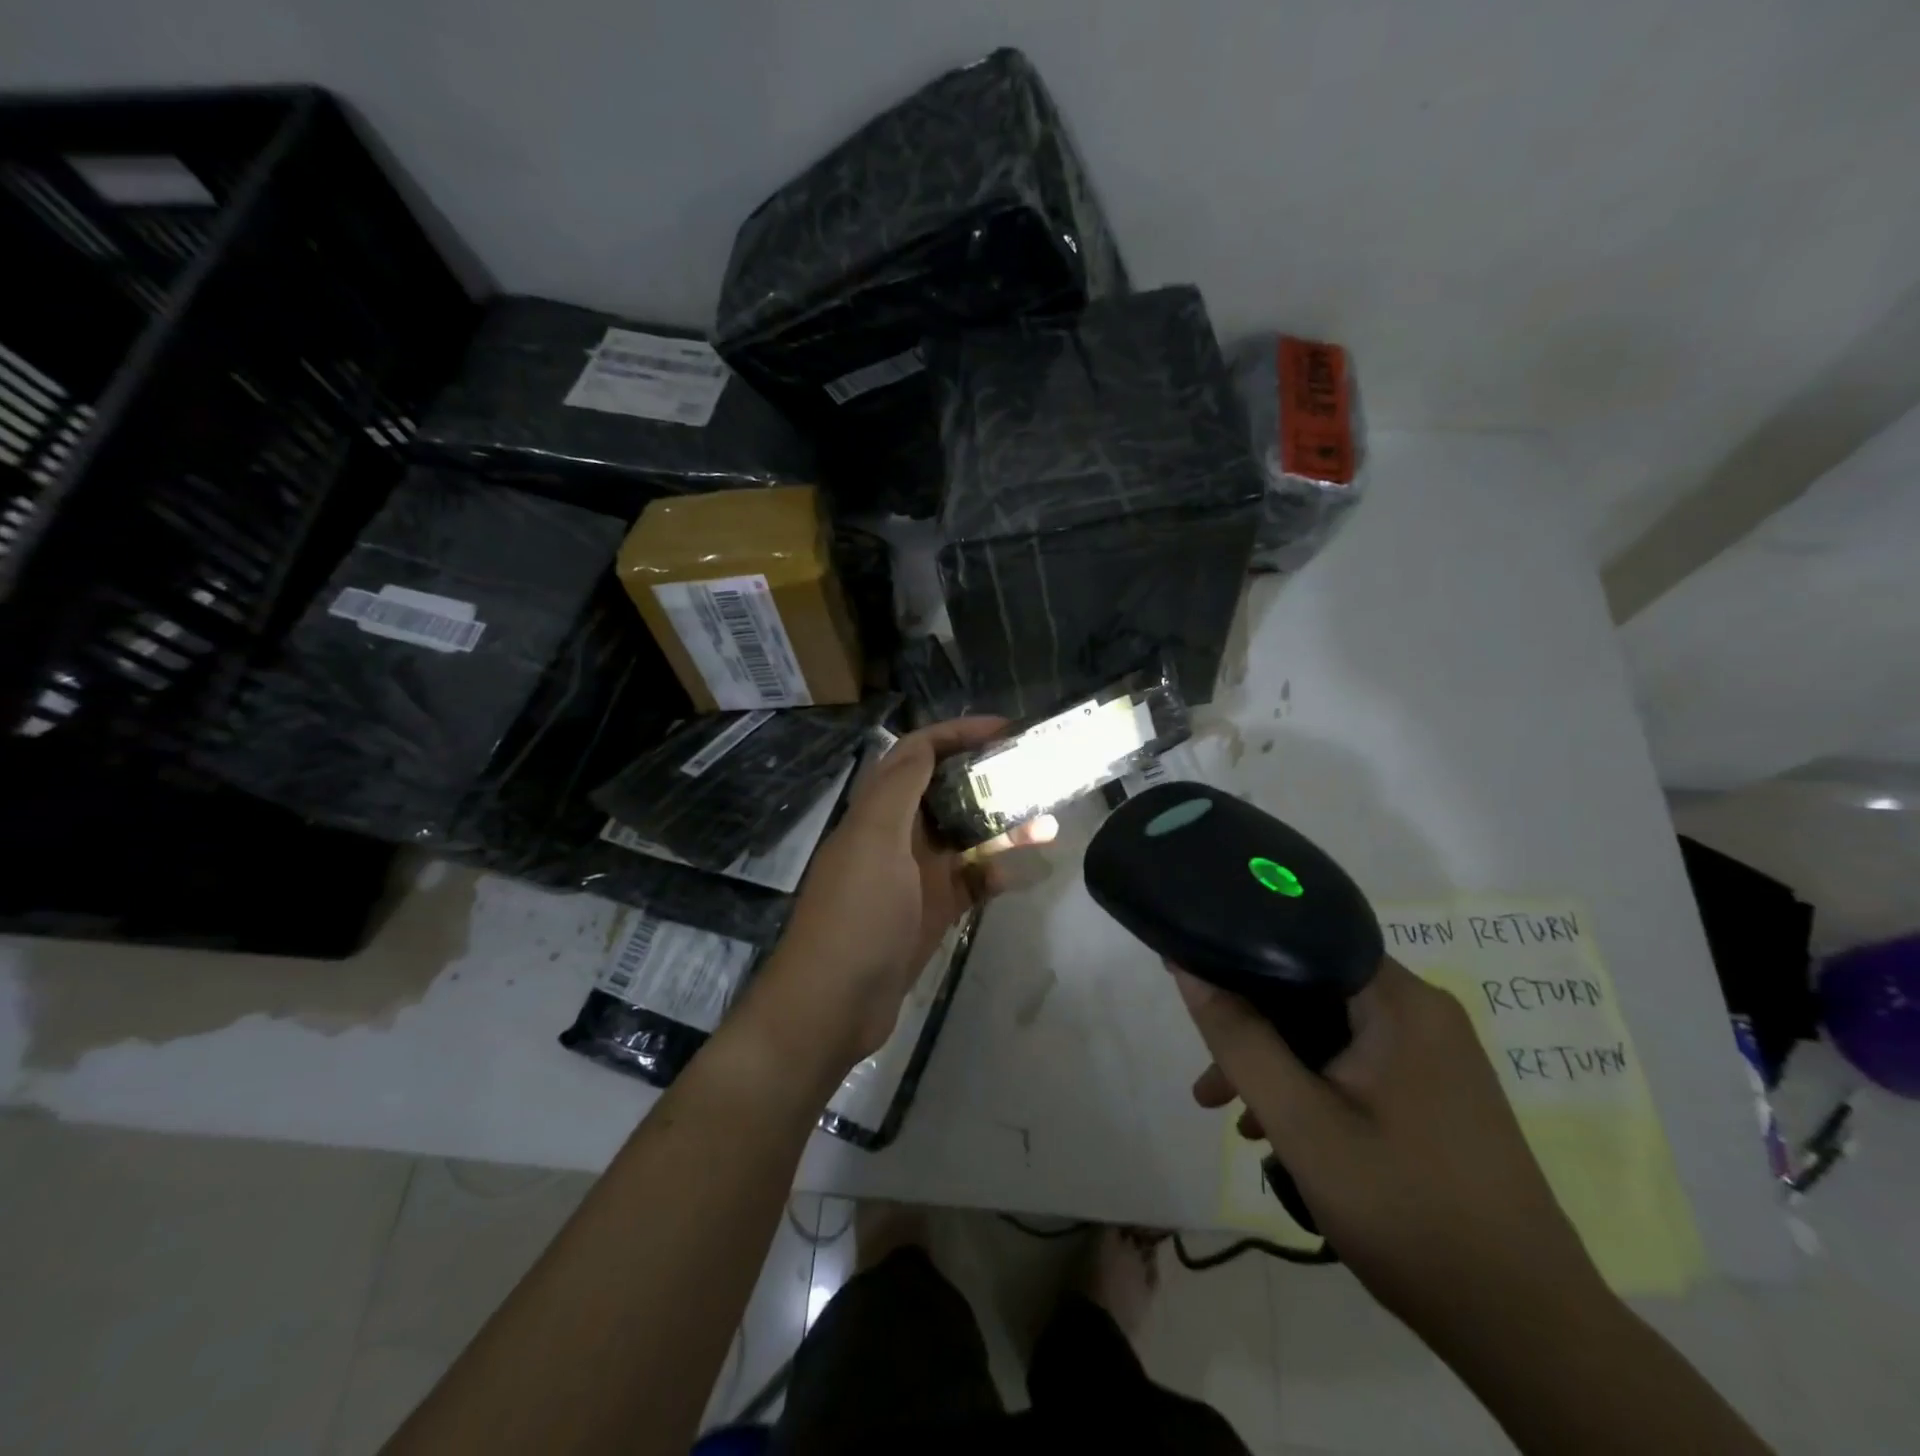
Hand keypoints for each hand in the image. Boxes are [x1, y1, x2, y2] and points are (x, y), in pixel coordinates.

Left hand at [755, 717, 1053, 1069]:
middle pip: (947, 791)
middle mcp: (896, 834)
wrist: (833, 1004)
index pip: (918, 753)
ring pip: (965, 836)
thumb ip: (900, 790)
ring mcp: (915, 875)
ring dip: (1003, 827)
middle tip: (1036, 772)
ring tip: (1047, 820)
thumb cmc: (856, 914)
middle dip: (989, 778)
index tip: (1006, 729)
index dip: (958, 733)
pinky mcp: (931, 910)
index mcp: (879, 810)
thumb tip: (926, 745)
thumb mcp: (874, 841)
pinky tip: (1021, 873)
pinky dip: (994, 872)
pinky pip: (970, 880)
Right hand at [1177, 958, 1604, 1346]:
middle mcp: (1422, 1014)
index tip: (1195, 984)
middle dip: (1252, 1028)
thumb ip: (1240, 1040)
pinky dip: (1310, 1087)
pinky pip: (1353, 1066)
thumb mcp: (1303, 1124)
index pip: (1304, 941)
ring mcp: (1432, 1056)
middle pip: (1311, 991)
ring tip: (1228, 1114)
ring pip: (1328, 1033)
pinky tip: (1277, 1134)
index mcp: (1401, 1003)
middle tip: (1208, 1077)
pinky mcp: (1433, 1093)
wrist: (1529, 1331)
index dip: (1242, 955)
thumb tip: (1188, 968)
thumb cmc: (1408, 1212)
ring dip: (1275, 1064)